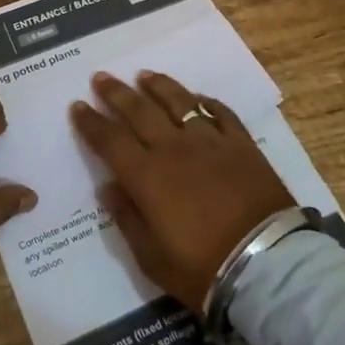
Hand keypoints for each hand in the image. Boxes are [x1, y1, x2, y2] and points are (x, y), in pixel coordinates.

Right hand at [71, 71, 294, 311]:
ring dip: (158, 86)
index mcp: (146, 176)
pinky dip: (206, 102)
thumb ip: (127, 218)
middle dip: (116, 93)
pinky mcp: (242, 144)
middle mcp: (174, 148)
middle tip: (101, 77)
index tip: (77, 106)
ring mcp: (210, 141)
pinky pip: (220, 113)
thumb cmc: (202, 269)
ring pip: (179, 102)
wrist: (267, 264)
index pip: (109, 140)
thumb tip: (109, 187)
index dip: (91, 122)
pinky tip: (198, 97)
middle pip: (139, 111)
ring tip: (144, 75)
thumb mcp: (152, 258)